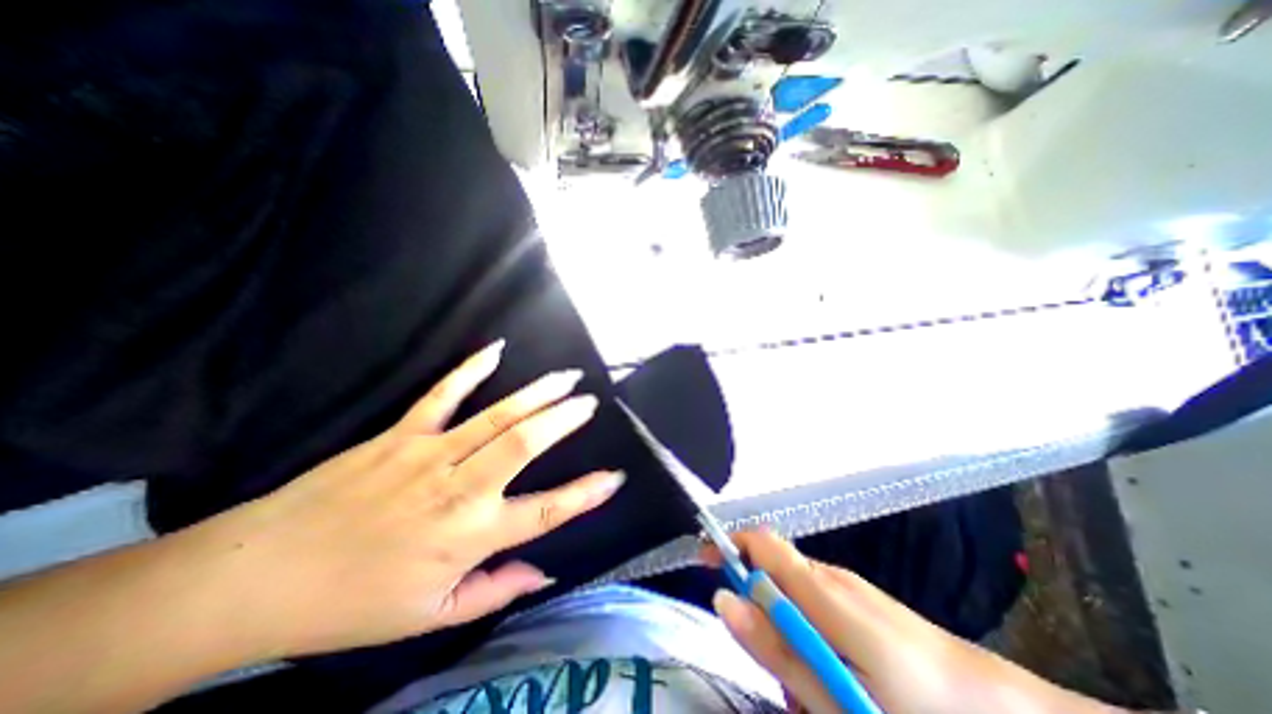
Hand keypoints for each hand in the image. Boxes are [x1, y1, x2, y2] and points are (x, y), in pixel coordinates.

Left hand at [195, 343, 624, 661]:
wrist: (254, 577)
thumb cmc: (350, 604)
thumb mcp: (430, 616)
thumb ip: (494, 592)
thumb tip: (544, 573)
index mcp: (469, 535)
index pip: (545, 512)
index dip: (584, 495)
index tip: (614, 477)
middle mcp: (458, 488)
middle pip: (524, 444)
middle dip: (564, 420)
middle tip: (590, 402)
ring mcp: (429, 453)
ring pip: (497, 415)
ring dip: (537, 393)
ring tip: (566, 376)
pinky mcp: (401, 433)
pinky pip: (443, 394)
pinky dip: (471, 370)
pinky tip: (496, 350)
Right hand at [705, 529, 1121, 713]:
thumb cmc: (917, 712)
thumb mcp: (835, 695)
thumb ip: (774, 644)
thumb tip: (723, 597)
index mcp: (820, 589)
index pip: (759, 541)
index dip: (727, 544)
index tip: (703, 564)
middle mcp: (830, 575)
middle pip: (771, 565)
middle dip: (755, 599)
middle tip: (769, 661)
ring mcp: (849, 586)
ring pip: (792, 589)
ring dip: (782, 622)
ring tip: (809, 686)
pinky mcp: (860, 601)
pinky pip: (815, 602)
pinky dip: (805, 629)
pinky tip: (832, 674)